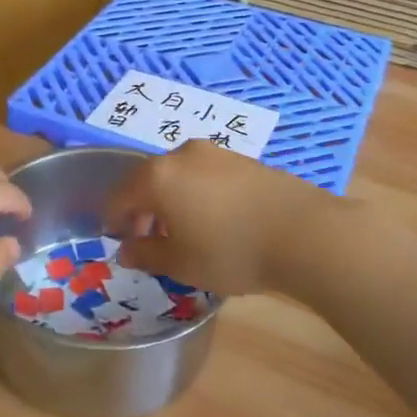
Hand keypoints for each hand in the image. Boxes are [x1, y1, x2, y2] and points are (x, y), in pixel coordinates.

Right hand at [105, 140, 332, 297]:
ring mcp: (216, 153)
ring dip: (171, 200)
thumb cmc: (230, 250)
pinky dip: (196, 194)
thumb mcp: (181, 263)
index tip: (118, 241)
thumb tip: (127, 250)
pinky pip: (205, 175)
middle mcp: (182, 155)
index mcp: (158, 177)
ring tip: (182, 232)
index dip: (114, 219)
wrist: (302, 232)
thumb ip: (147, 254)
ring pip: (178, 175)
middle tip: (148, 240)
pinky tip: (213, 220)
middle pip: (148, 180)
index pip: (120, 195)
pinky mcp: (243, 159)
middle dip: (142, 209)